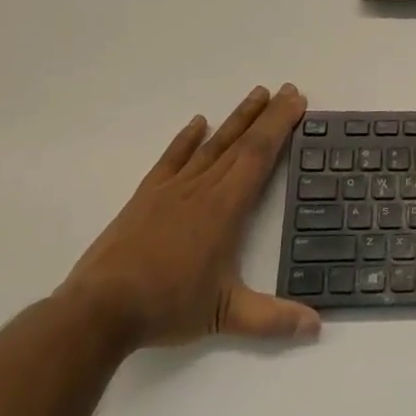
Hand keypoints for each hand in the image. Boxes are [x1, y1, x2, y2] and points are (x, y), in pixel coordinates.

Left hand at [60, 83, 319, 350]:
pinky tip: (197, 123)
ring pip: (211, 144)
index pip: (259, 155)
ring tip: (256, 94)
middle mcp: (202, 188)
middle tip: (287, 89)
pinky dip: (186, 138)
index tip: (297, 101)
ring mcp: (172, 189)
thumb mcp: (225, 316)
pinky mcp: (146, 196)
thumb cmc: (167, 306)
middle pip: (241, 141)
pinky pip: (171, 158)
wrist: (98, 310)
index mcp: (226, 207)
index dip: (280, 125)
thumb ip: (272, 319)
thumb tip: (317, 326)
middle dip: (267, 114)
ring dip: (236, 118)